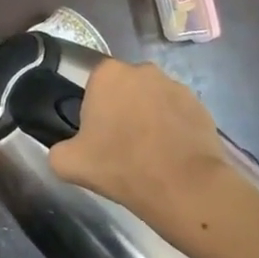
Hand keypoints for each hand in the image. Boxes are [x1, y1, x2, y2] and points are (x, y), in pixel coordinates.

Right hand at [48, 59, 258, 234]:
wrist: (184, 187)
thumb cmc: (121, 165)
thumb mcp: (68, 163)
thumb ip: (57, 150)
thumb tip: (64, 150)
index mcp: (108, 74)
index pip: (93, 85)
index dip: (93, 110)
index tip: (96, 136)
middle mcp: (143, 70)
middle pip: (125, 89)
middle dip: (122, 110)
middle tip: (120, 145)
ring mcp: (176, 86)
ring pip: (153, 100)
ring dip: (149, 118)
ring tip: (149, 154)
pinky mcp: (201, 106)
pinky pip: (178, 114)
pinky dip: (173, 130)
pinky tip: (171, 156)